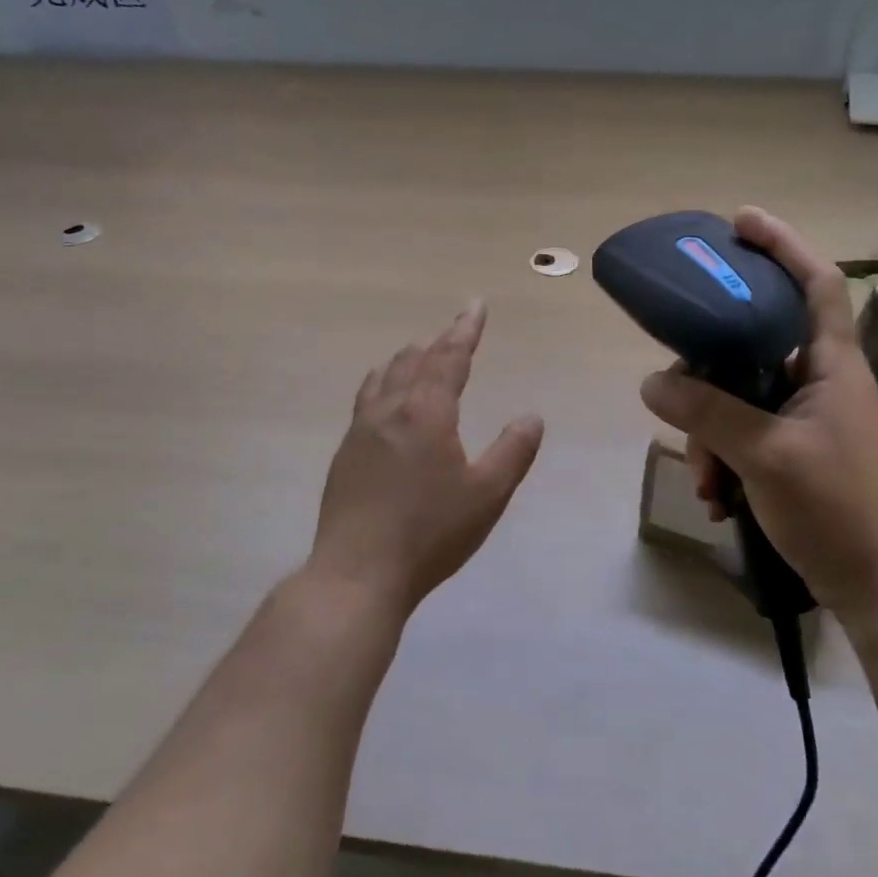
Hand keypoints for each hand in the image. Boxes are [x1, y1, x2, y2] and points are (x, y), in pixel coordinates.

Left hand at [308, 300, 544, 614]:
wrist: (358, 571)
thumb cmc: (430, 533)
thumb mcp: (487, 495)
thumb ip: (513, 451)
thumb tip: (531, 415)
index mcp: (426, 413)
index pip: (449, 358)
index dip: (465, 330)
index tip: (475, 305)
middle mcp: (390, 411)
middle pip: (414, 361)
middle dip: (438, 341)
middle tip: (454, 329)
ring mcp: (360, 430)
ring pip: (384, 377)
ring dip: (406, 359)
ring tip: (416, 351)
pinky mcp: (345, 454)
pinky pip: (366, 399)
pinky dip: (382, 382)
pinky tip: (382, 398)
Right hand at [639, 207, 877, 622]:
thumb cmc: (838, 509)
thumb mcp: (767, 456)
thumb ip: (708, 414)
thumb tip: (652, 383)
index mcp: (831, 365)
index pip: (815, 283)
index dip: (782, 245)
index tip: (739, 222)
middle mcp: (818, 381)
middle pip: (751, 346)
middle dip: (708, 378)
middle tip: (678, 398)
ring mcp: (804, 419)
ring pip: (737, 398)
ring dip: (710, 435)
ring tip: (708, 481)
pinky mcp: (791, 452)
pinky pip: (741, 435)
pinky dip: (722, 460)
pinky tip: (718, 498)